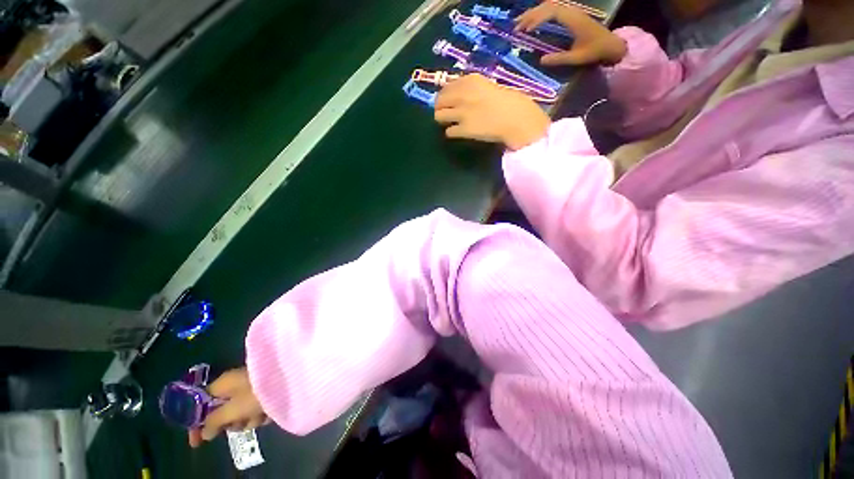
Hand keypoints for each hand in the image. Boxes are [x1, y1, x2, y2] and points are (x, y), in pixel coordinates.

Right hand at [188, 368, 267, 447]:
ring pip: (241, 413)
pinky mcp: (266, 391)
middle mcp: (236, 383)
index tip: (197, 442)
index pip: (201, 404)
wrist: (292, 379)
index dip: (197, 423)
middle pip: (222, 411)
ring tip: (259, 416)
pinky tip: (269, 414)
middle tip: (239, 423)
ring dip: (248, 420)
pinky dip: (261, 415)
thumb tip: (204, 433)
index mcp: (223, 383)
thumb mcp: (232, 410)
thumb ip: (214, 422)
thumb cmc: (256, 393)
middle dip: (231, 423)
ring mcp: (252, 387)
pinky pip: (256, 409)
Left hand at [434, 74, 549, 150]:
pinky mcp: (464, 129)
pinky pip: (448, 132)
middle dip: (440, 107)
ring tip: (449, 122)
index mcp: (470, 80)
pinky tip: (458, 132)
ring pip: (439, 116)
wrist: (517, 119)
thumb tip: (460, 94)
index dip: (445, 95)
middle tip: (445, 112)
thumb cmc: (510, 102)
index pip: (447, 86)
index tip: (448, 100)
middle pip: (438, 100)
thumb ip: (473, 88)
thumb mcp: (489, 86)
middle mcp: (463, 94)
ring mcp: (462, 113)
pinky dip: (452, 133)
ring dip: (443, 119)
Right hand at [515, 1, 626, 65]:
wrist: (610, 44)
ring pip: (549, 6)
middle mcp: (571, 11)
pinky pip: (553, 9)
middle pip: (548, 6)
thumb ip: (559, 59)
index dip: (537, 19)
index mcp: (573, 19)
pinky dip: (540, 14)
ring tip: (519, 23)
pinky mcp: (571, 15)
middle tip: (515, 26)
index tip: (525, 31)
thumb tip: (540, 60)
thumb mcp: (576, 58)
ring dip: (533, 13)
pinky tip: (532, 21)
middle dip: (530, 15)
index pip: (552, 12)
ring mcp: (571, 11)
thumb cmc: (594, 51)